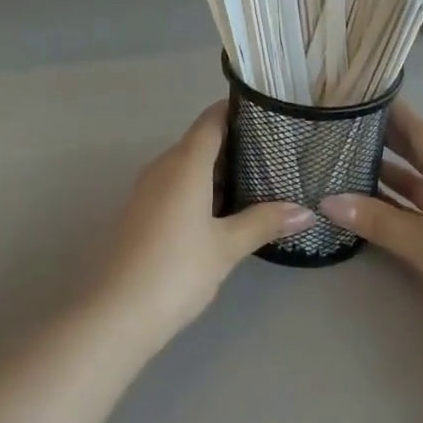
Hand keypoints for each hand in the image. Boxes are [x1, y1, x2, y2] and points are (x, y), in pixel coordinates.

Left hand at [95, 102, 312, 343]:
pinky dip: (200, 187)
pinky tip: (223, 210)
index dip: (236, 110)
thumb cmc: (177, 269)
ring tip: (257, 178)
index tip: (267, 112)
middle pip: (200, 140)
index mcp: (185, 162)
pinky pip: (176, 184)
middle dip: (234, 142)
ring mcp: (148, 188)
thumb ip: (264, 222)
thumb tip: (305, 211)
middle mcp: (163, 166)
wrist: (117, 312)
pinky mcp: (141, 211)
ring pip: (187, 164)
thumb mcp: (227, 246)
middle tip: (274, 150)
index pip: (211, 119)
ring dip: (217, 168)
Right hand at [319, 100, 422, 365]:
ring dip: (387, 177)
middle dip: (382, 142)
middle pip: (419, 154)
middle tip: (339, 128)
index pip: (420, 130)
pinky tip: (370, 205)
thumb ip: (376, 219)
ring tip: (344, 164)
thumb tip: (326, 199)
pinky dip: (400, 205)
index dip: (390, 112)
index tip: (356, 96)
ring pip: (420, 184)